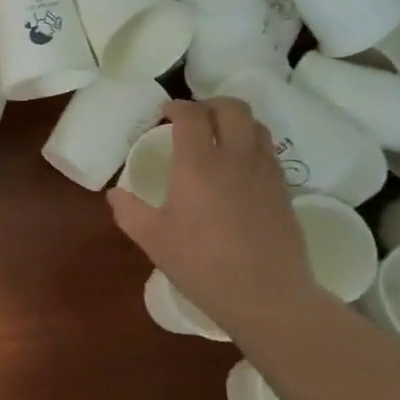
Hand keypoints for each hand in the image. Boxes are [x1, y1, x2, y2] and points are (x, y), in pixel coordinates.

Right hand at [108, 98, 327, 335]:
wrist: (266, 295)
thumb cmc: (202, 265)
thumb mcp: (154, 241)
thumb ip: (130, 212)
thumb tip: (115, 194)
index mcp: (198, 164)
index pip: (191, 115)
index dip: (176, 107)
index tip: (164, 114)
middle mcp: (235, 157)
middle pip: (231, 107)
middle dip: (210, 104)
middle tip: (193, 119)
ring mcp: (264, 171)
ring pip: (255, 125)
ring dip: (234, 121)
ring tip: (218, 138)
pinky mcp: (283, 189)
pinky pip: (267, 150)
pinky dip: (251, 144)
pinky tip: (238, 169)